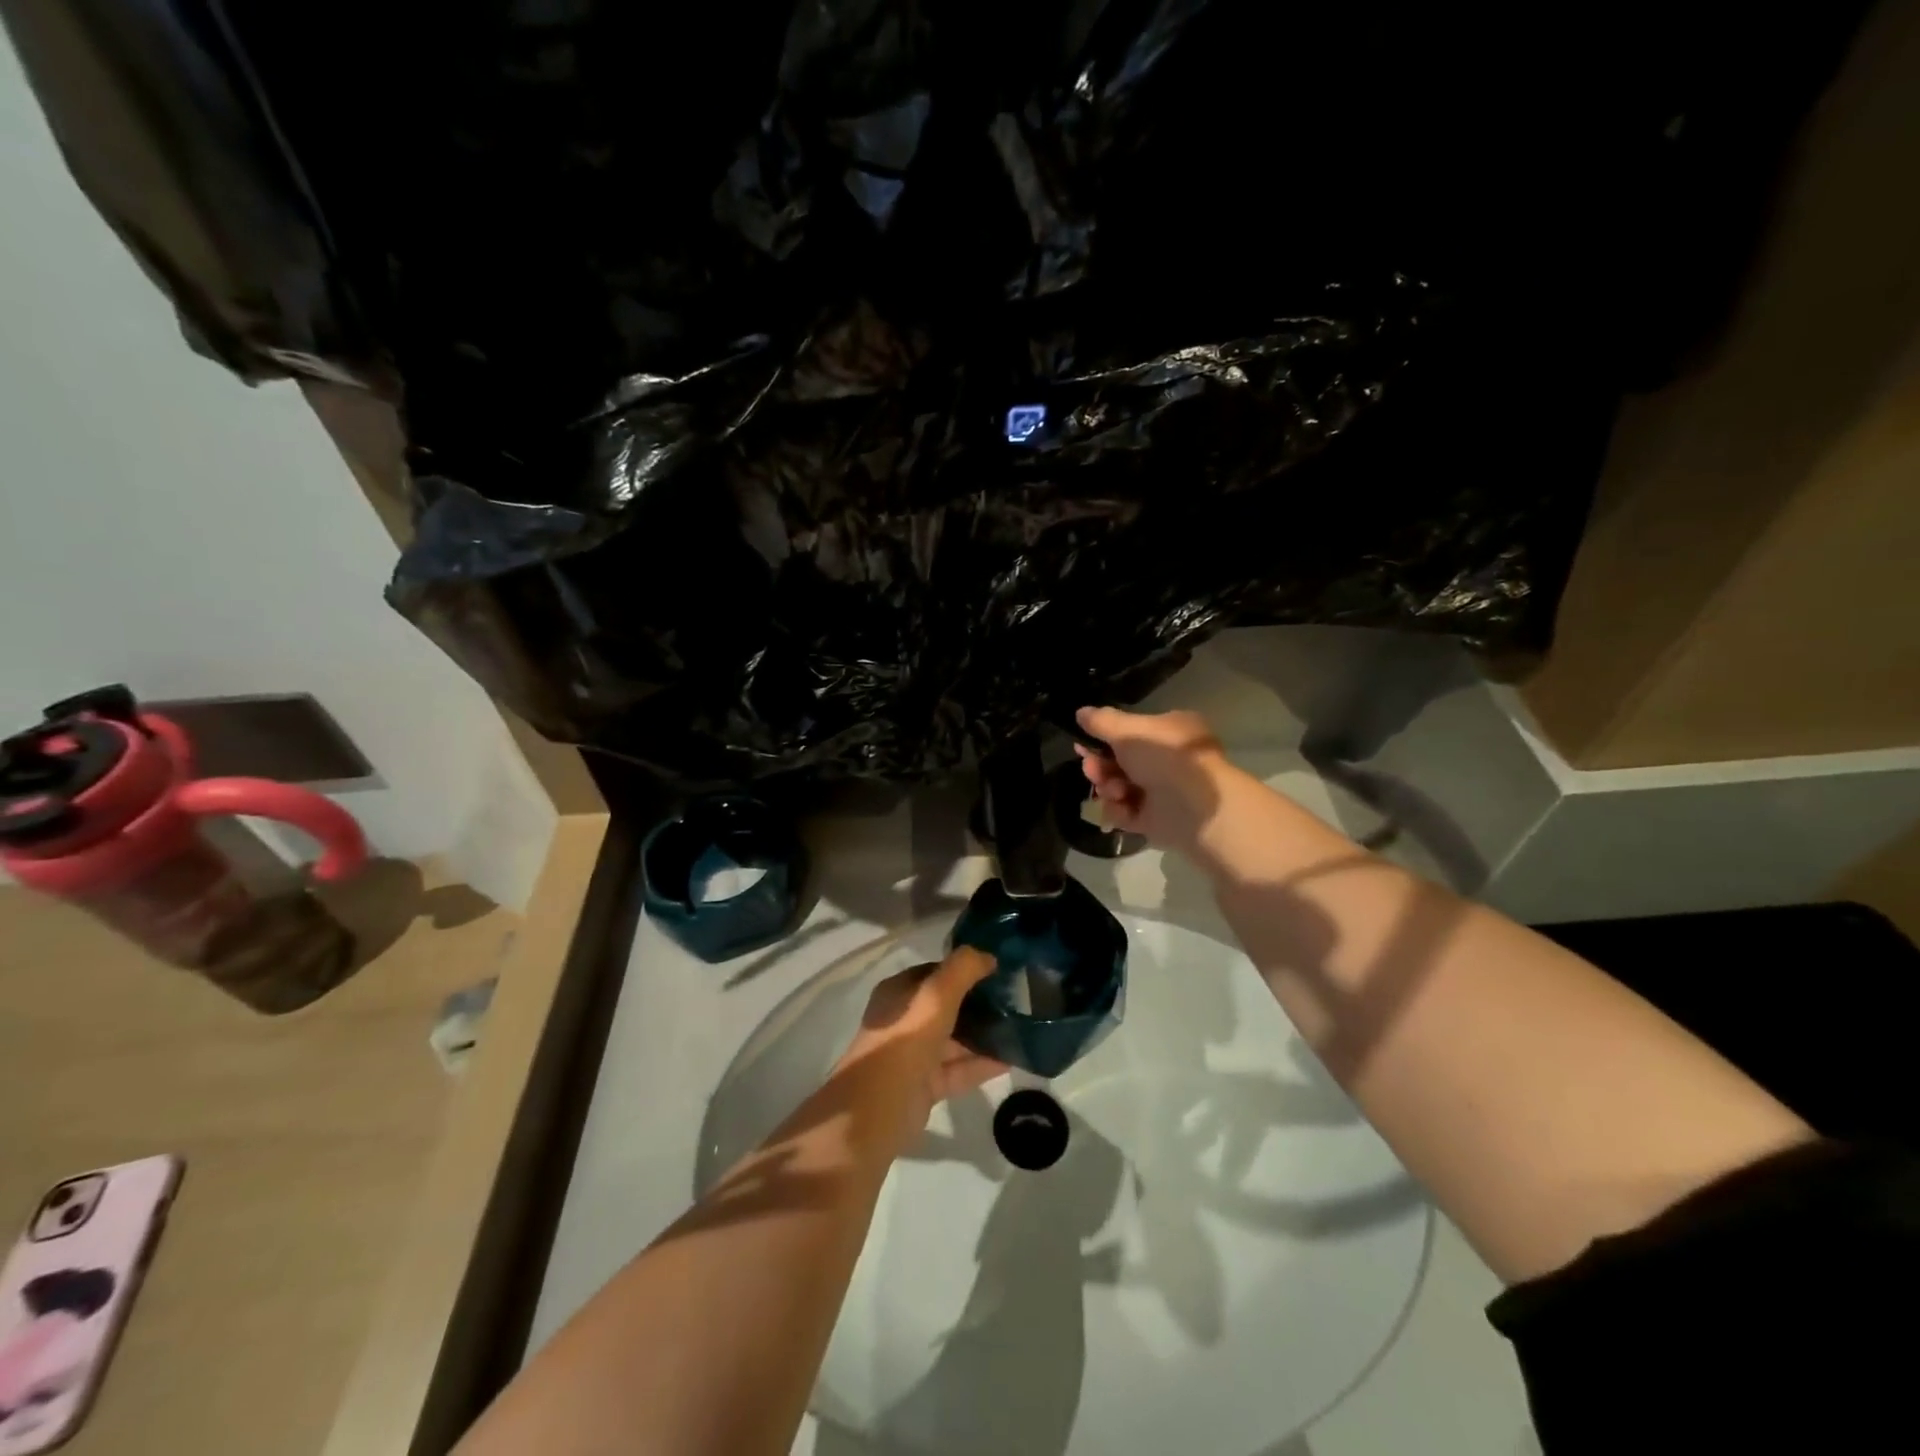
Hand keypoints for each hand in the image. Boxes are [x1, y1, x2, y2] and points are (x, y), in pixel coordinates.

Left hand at [832, 947, 1008, 1151]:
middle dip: (978, 1002)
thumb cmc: (905, 1042)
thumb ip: (962, 969)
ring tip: (1020, 1028)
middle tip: (1016, 999)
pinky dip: (981, 1064)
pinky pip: (958, 1068)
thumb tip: (988, 955)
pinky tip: (1012, 1059)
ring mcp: (914, 1054)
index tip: (998, 970)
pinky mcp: (925, 1085)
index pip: (936, 972)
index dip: (964, 969)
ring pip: (954, 1039)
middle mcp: (905, 1020)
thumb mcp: (935, 996)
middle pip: (947, 1006)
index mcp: (899, 992)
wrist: (876, 1111)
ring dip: (983, 1034)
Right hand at [1076, 706, 1234, 854]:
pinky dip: (1118, 810)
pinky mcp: (1155, 820)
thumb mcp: (1129, 730)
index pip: (1131, 732)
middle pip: (1120, 761)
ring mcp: (1162, 792)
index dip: (1104, 737)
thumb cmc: (1164, 757)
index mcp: (1169, 732)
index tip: (1081, 743)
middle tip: (1091, 768)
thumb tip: (1081, 712)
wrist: (1194, 807)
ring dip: (1108, 787)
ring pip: (1119, 787)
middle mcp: (1167, 761)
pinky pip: (1126, 812)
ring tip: (1112, 790)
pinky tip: (1120, 806)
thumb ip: (1101, 721)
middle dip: (1100, 765)